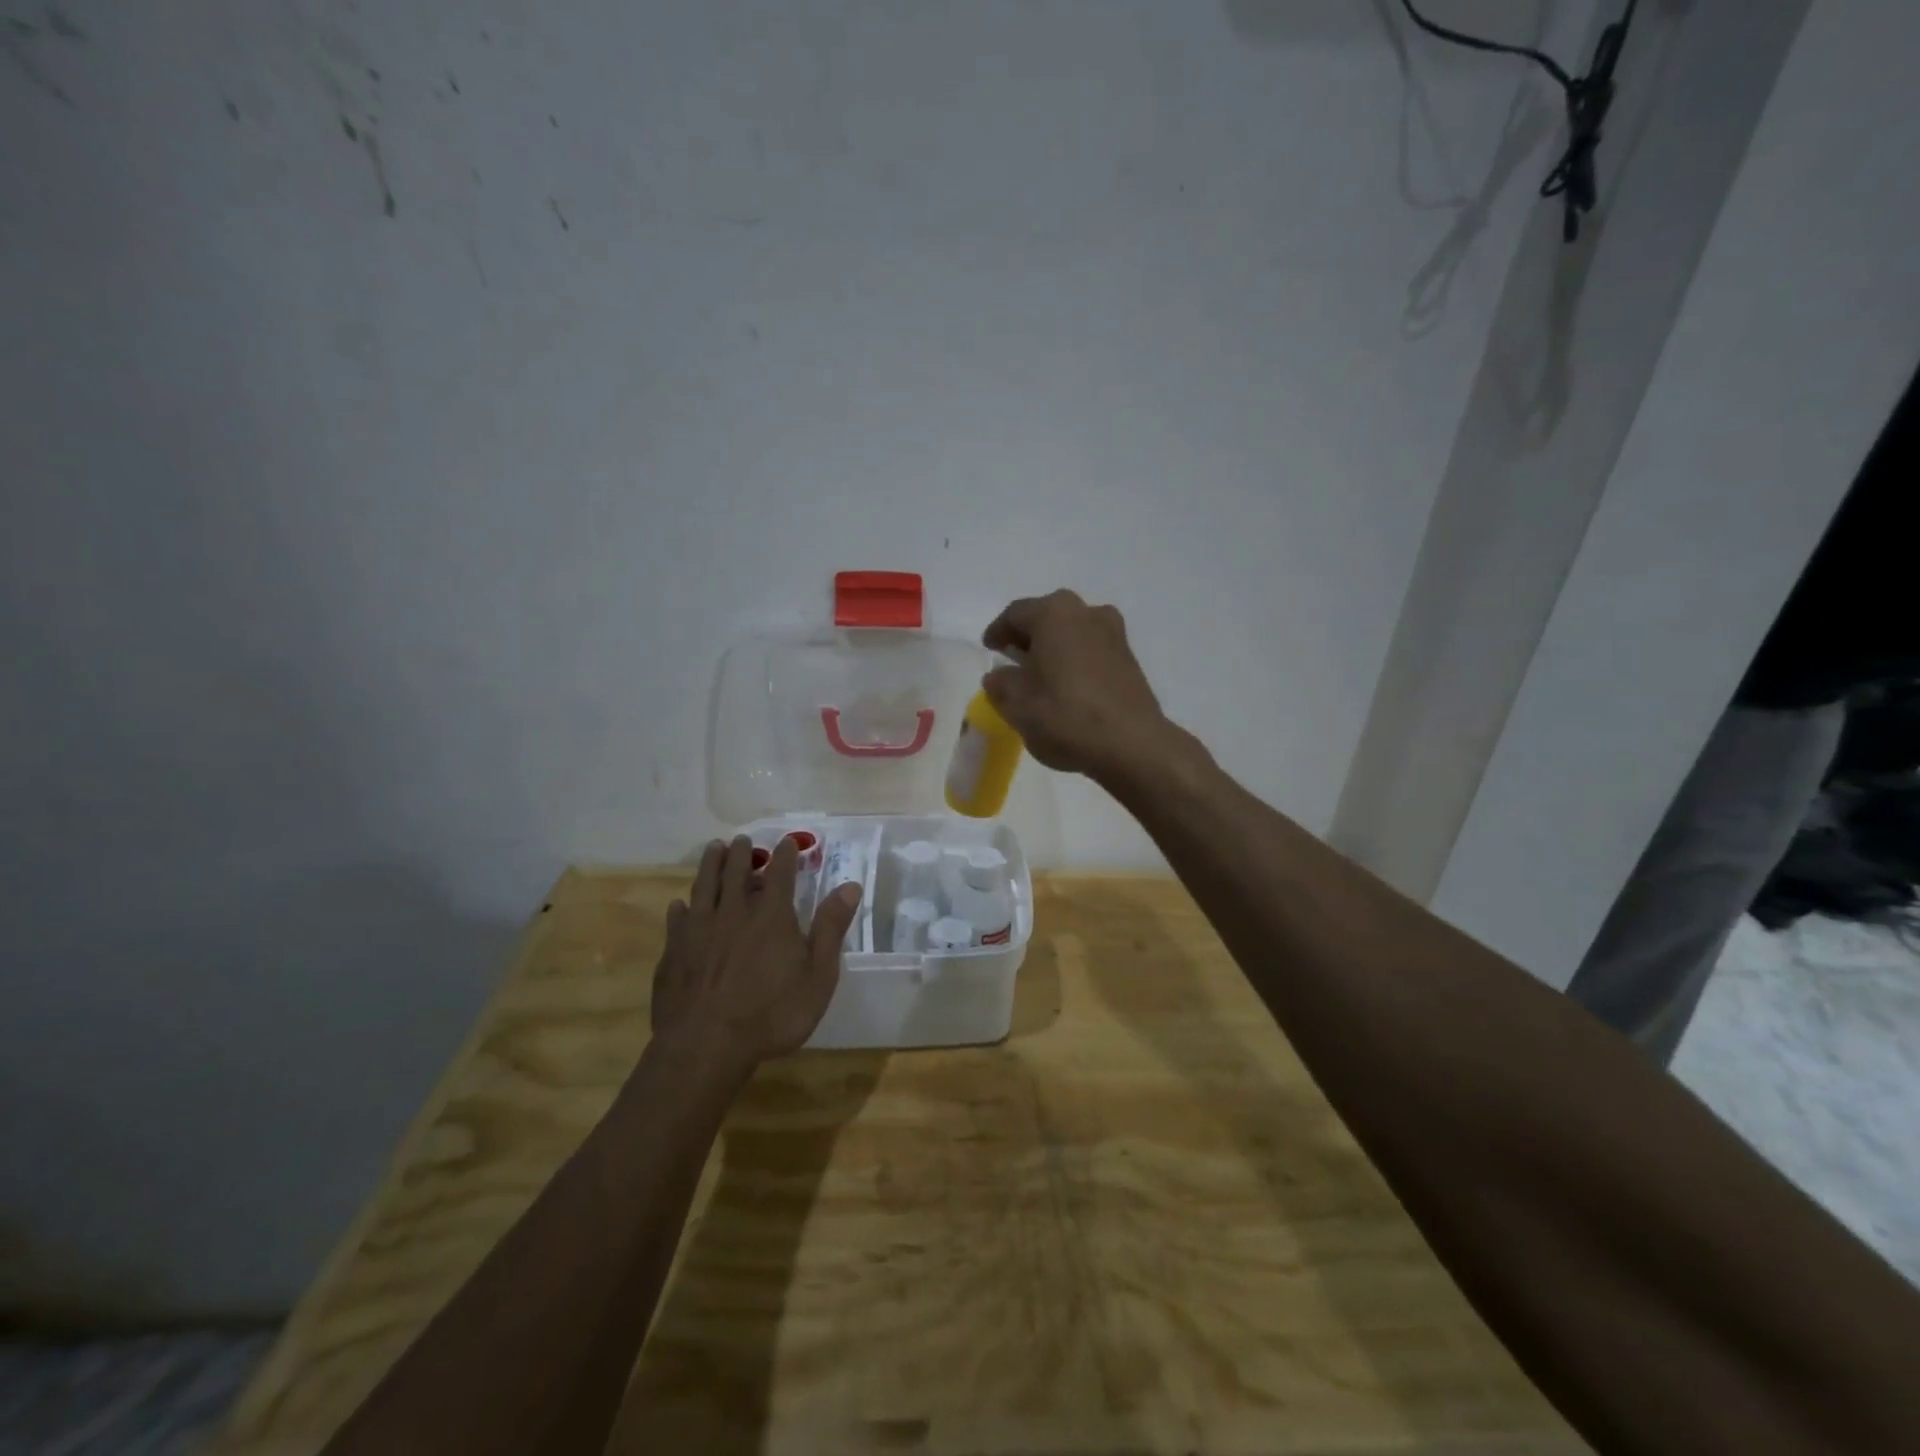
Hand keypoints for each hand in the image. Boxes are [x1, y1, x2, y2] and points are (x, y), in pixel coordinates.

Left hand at [651, 836, 861, 1068]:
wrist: (706, 1046)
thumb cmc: (772, 1014)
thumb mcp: (817, 976)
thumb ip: (831, 928)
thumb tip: (850, 886)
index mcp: (771, 916)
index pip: (780, 874)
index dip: (786, 855)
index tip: (789, 842)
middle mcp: (733, 913)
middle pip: (736, 873)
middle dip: (742, 854)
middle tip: (743, 840)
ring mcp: (699, 931)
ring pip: (704, 887)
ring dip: (710, 866)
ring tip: (713, 849)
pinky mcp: (674, 952)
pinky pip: (677, 920)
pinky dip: (681, 908)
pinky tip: (679, 904)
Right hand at [981, 589, 1171, 780]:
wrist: (1132, 743)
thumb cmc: (1065, 715)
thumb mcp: (1017, 704)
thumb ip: (1001, 684)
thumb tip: (999, 676)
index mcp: (1054, 613)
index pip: (1015, 614)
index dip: (998, 631)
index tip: (989, 648)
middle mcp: (1086, 612)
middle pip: (1047, 617)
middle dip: (1028, 636)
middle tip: (1012, 658)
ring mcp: (1113, 633)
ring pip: (1072, 632)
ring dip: (1054, 648)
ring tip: (1040, 674)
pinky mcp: (1129, 658)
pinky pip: (1091, 649)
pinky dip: (1074, 660)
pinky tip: (1066, 685)